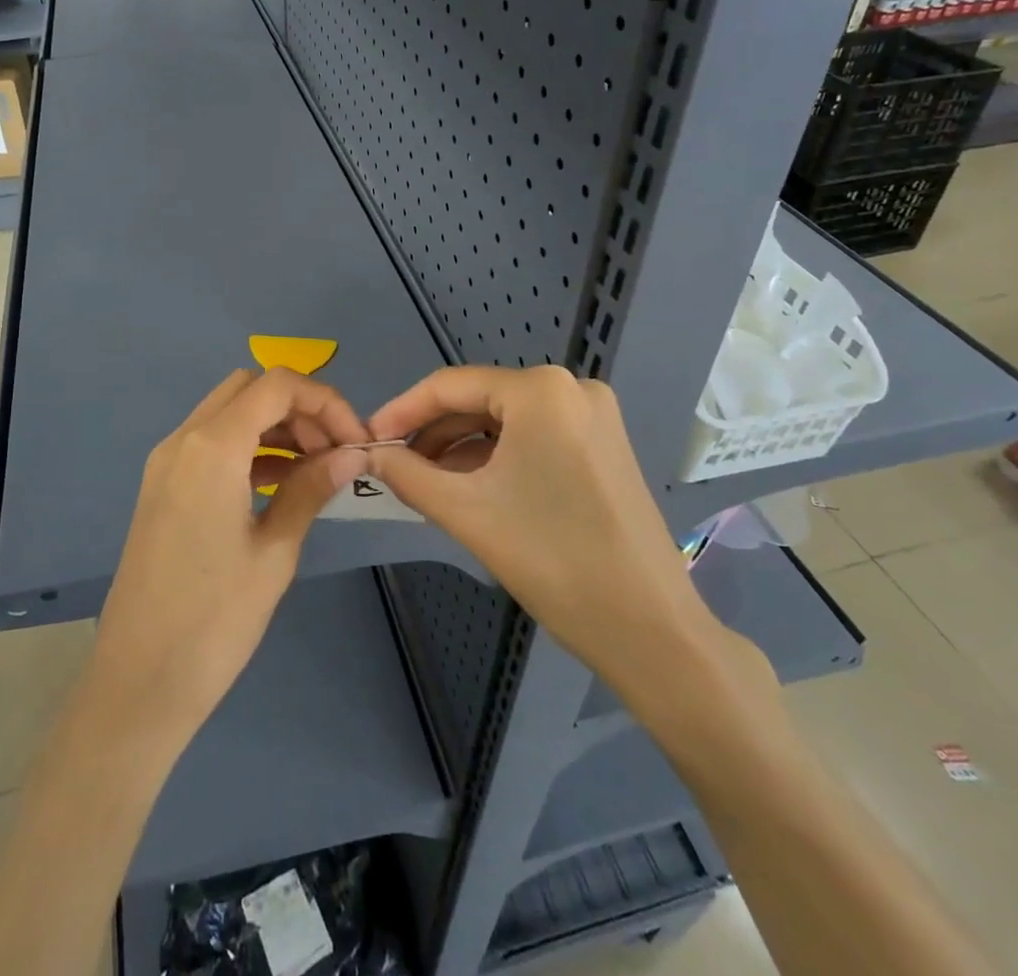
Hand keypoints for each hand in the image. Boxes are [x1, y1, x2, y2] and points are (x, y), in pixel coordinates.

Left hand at [86, 368, 368, 755]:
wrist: (137, 683)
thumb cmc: (214, 621)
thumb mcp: (275, 552)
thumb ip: (312, 488)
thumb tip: (353, 452)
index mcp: (212, 447)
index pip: (277, 385)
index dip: (325, 400)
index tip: (356, 441)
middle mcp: (183, 440)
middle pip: (250, 389)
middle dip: (299, 408)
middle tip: (334, 452)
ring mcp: (166, 462)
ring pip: (229, 412)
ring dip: (275, 426)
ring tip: (315, 469)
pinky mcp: (162, 486)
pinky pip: (211, 443)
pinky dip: (249, 447)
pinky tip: (279, 484)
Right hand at [366, 366, 758, 708]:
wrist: (650, 630)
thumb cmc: (552, 560)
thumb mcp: (467, 512)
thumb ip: (407, 474)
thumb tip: (367, 454)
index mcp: (540, 390)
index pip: (449, 385)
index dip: (401, 411)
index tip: (366, 439)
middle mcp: (570, 388)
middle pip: (479, 400)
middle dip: (432, 433)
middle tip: (392, 465)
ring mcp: (593, 415)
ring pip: (505, 420)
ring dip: (461, 447)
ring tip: (423, 481)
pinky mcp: (603, 444)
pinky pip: (533, 437)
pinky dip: (496, 457)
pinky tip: (468, 485)